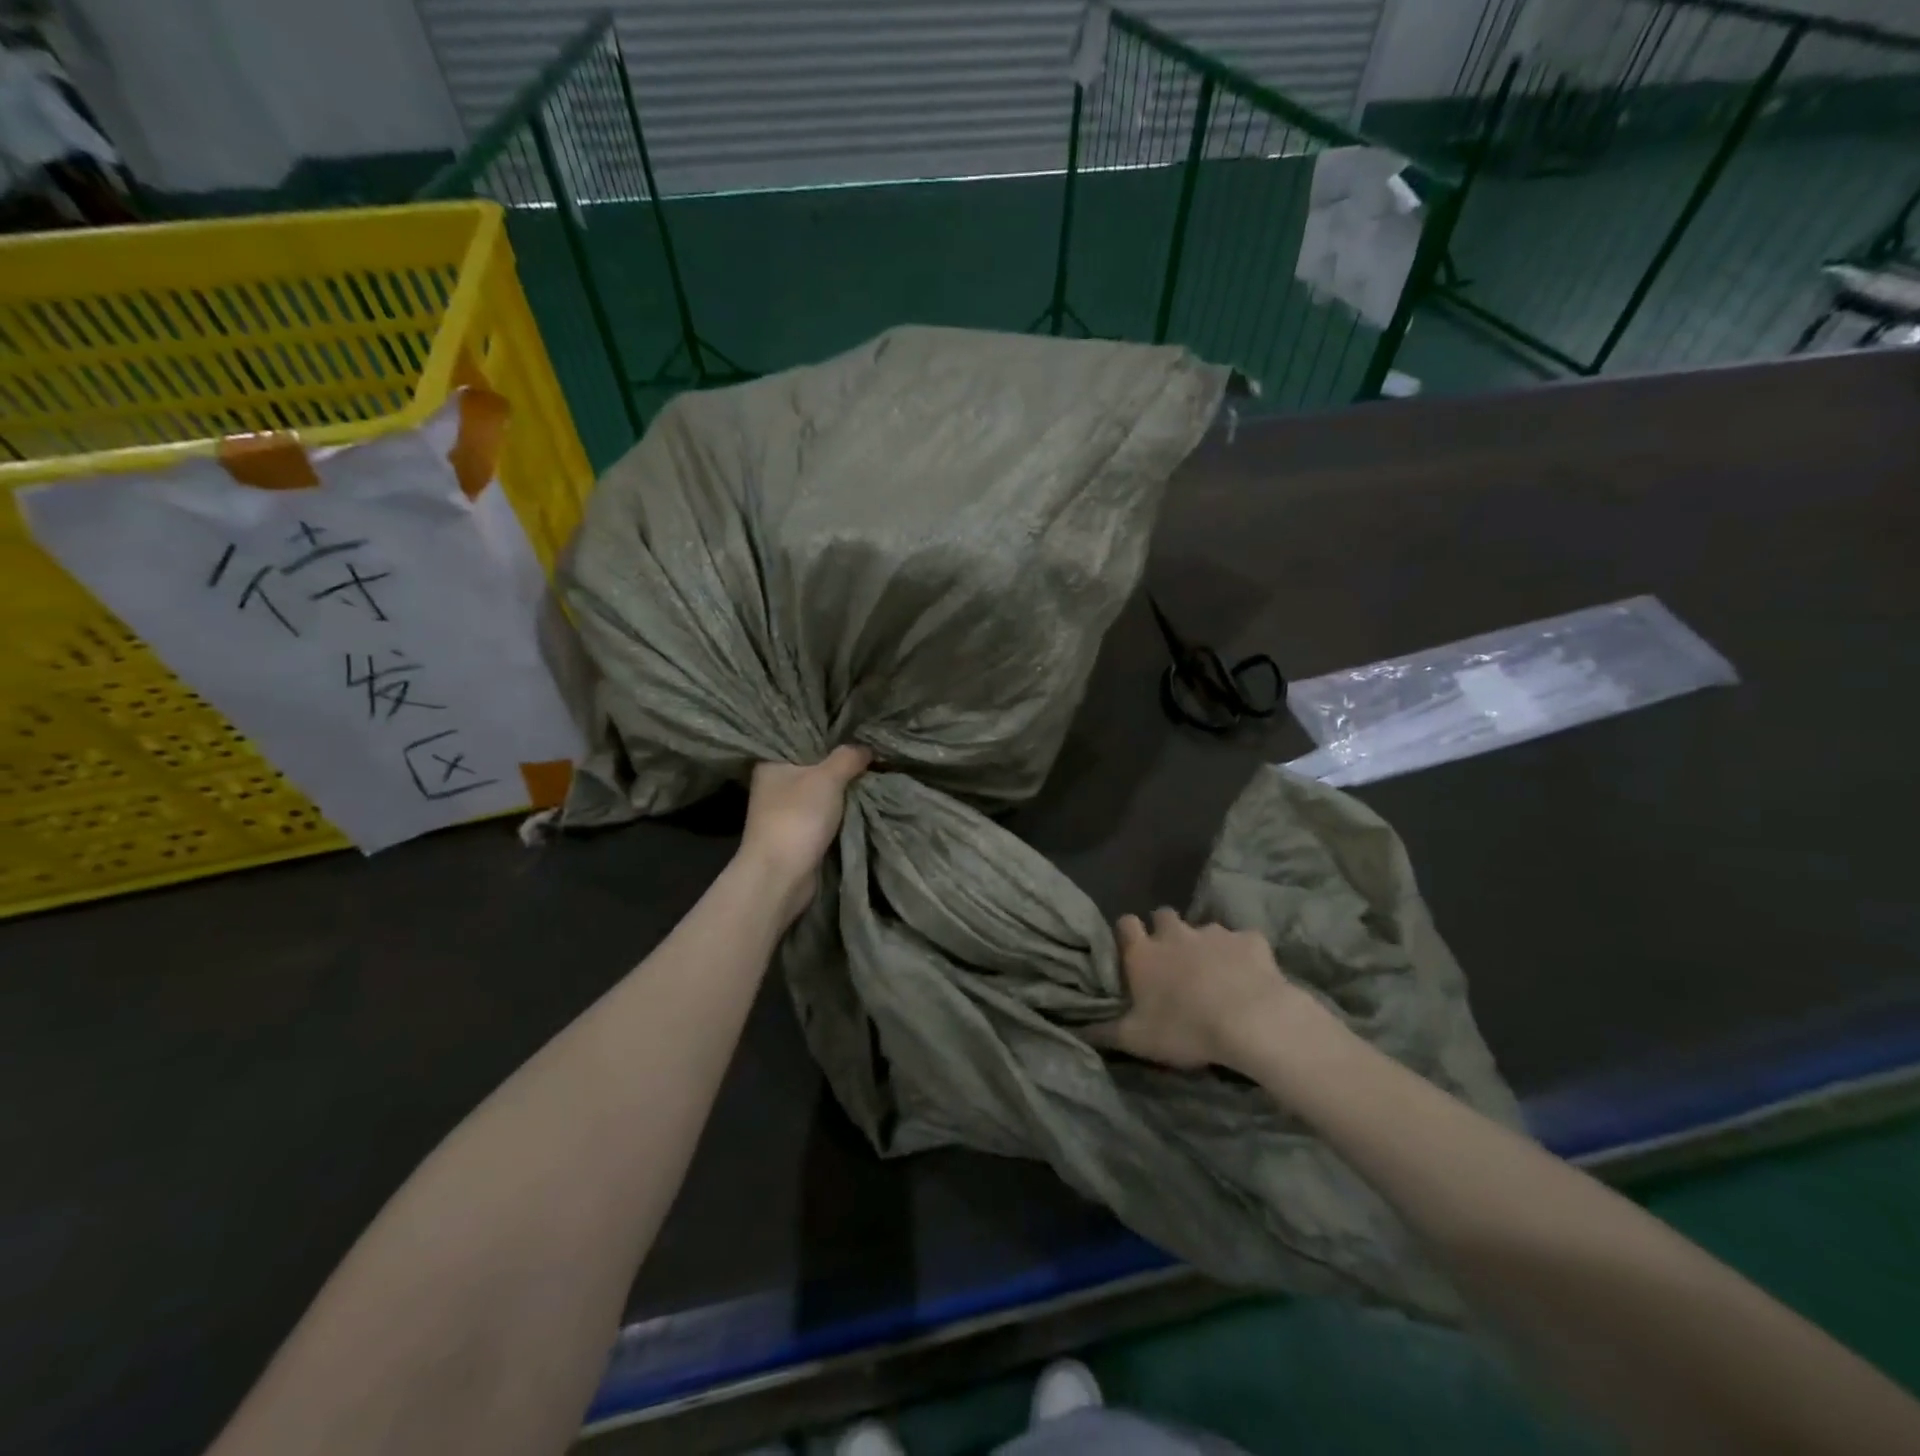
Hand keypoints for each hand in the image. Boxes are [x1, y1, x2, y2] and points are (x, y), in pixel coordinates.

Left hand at [738, 746, 871, 923]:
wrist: (781, 875)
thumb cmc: (798, 816)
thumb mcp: (828, 777)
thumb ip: (848, 757)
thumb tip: (865, 747)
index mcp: (772, 763)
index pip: (801, 738)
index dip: (828, 734)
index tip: (855, 729)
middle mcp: (774, 784)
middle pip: (813, 765)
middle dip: (840, 763)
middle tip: (870, 750)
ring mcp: (784, 810)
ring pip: (819, 791)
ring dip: (841, 789)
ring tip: (871, 772)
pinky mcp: (796, 833)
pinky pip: (823, 813)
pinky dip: (839, 810)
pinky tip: (860, 800)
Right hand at [1087, 908, 1309, 1072]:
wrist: (1252, 1021)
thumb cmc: (1185, 1029)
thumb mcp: (1137, 1040)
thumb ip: (1104, 1032)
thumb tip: (1077, 1029)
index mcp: (1144, 952)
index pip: (1125, 923)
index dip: (1127, 933)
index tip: (1132, 950)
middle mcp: (1175, 934)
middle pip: (1163, 916)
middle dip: (1166, 931)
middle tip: (1173, 960)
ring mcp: (1214, 933)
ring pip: (1204, 928)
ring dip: (1205, 944)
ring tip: (1215, 973)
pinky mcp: (1250, 940)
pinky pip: (1244, 941)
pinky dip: (1244, 954)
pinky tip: (1250, 975)